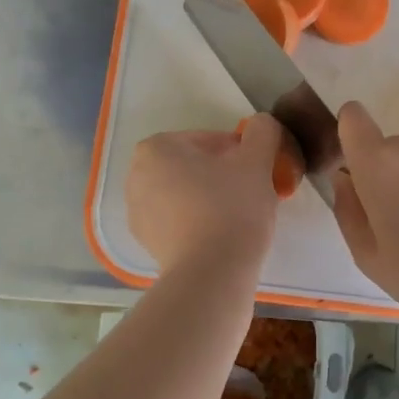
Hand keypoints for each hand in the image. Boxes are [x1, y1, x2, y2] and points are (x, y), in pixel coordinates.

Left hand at [127, 114, 285, 274]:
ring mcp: (137, 212)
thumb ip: (262, 132)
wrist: (211, 274)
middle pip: (195, 166)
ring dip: (212, 197)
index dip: (240, 152)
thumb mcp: (257, 161)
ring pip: (186, 194)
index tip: (259, 170)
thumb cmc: (232, 208)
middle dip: (223, 174)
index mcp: (156, 148)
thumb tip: (262, 124)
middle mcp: (136, 175)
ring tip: (241, 215)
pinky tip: (223, 236)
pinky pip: (179, 221)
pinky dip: (199, 222)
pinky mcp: (146, 243)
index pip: (209, 140)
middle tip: (253, 191)